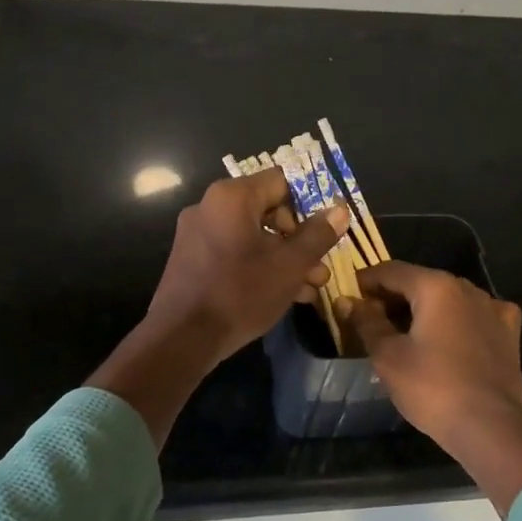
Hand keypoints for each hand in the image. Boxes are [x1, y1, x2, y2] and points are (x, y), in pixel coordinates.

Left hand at [147, 167, 348, 361]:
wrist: (182, 338)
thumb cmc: (240, 293)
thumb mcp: (290, 266)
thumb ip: (317, 235)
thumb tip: (339, 210)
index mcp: (232, 197)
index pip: (281, 182)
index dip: (309, 204)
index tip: (325, 232)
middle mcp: (210, 206)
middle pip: (267, 210)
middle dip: (299, 240)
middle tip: (319, 268)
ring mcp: (197, 234)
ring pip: (252, 236)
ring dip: (283, 258)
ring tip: (309, 288)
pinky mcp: (191, 260)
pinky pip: (233, 252)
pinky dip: (258, 266)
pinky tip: (281, 295)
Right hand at [338, 261, 521, 443]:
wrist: (488, 426)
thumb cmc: (431, 387)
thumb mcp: (388, 356)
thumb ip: (366, 322)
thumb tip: (346, 301)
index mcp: (435, 286)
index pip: (391, 271)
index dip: (366, 281)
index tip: (349, 296)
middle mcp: (467, 288)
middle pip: (421, 282)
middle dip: (394, 296)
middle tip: (371, 319)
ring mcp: (493, 309)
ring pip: (449, 298)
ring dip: (425, 308)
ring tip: (405, 332)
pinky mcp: (508, 333)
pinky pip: (475, 315)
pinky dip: (457, 320)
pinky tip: (451, 336)